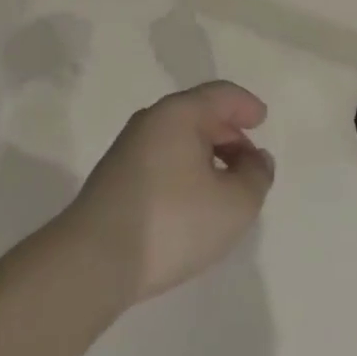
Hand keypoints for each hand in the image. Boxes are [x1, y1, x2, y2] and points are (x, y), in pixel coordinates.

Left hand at [61, 81, 274, 306]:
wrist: (94, 261)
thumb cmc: (173, 222)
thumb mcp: (235, 204)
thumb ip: (257, 176)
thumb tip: (256, 159)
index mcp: (179, 113)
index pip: (220, 95)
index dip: (246, 105)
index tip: (262, 120)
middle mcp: (151, 121)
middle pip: (199, 114)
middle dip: (229, 134)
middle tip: (250, 162)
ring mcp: (128, 149)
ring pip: (179, 139)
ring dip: (207, 155)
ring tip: (226, 187)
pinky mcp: (115, 177)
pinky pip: (163, 159)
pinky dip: (186, 170)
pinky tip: (194, 203)